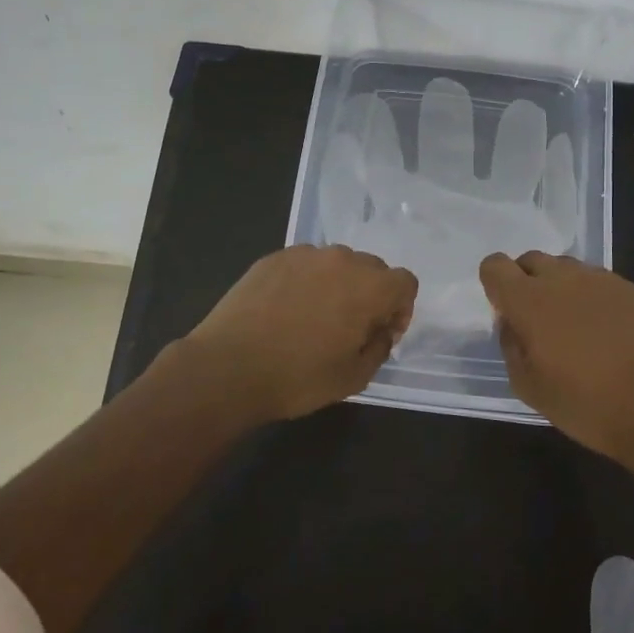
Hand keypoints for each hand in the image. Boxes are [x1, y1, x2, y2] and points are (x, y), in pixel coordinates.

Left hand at [184, 245, 418, 420]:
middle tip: (351, 327)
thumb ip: (379, 348)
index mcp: (369, 287)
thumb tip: (381, 331)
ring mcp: (304, 254)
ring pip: (337, 263)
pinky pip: (304, 264)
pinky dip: (306, 281)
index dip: (400, 309)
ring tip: (314, 317)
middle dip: (371, 294)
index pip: (405, 282)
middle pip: (373, 268)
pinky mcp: (273, 258)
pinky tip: (285, 310)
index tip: (381, 333)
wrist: (228, 368)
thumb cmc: (298, 378)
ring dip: (338, 285)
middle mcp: (341, 260)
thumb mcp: (354, 377)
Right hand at [479, 251, 633, 458]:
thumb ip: (511, 345)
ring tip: (578, 326)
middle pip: (532, 260)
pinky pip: (603, 283)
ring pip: (569, 269)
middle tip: (540, 320)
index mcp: (529, 300)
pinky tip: (611, 333)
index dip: (494, 283)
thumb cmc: (584, 404)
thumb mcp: (528, 386)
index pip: (495, 266)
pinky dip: (597, 300)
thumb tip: (512, 322)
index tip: (506, 309)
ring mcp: (602, 280)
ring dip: (563, 288)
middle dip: (528, 281)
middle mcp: (563, 278)